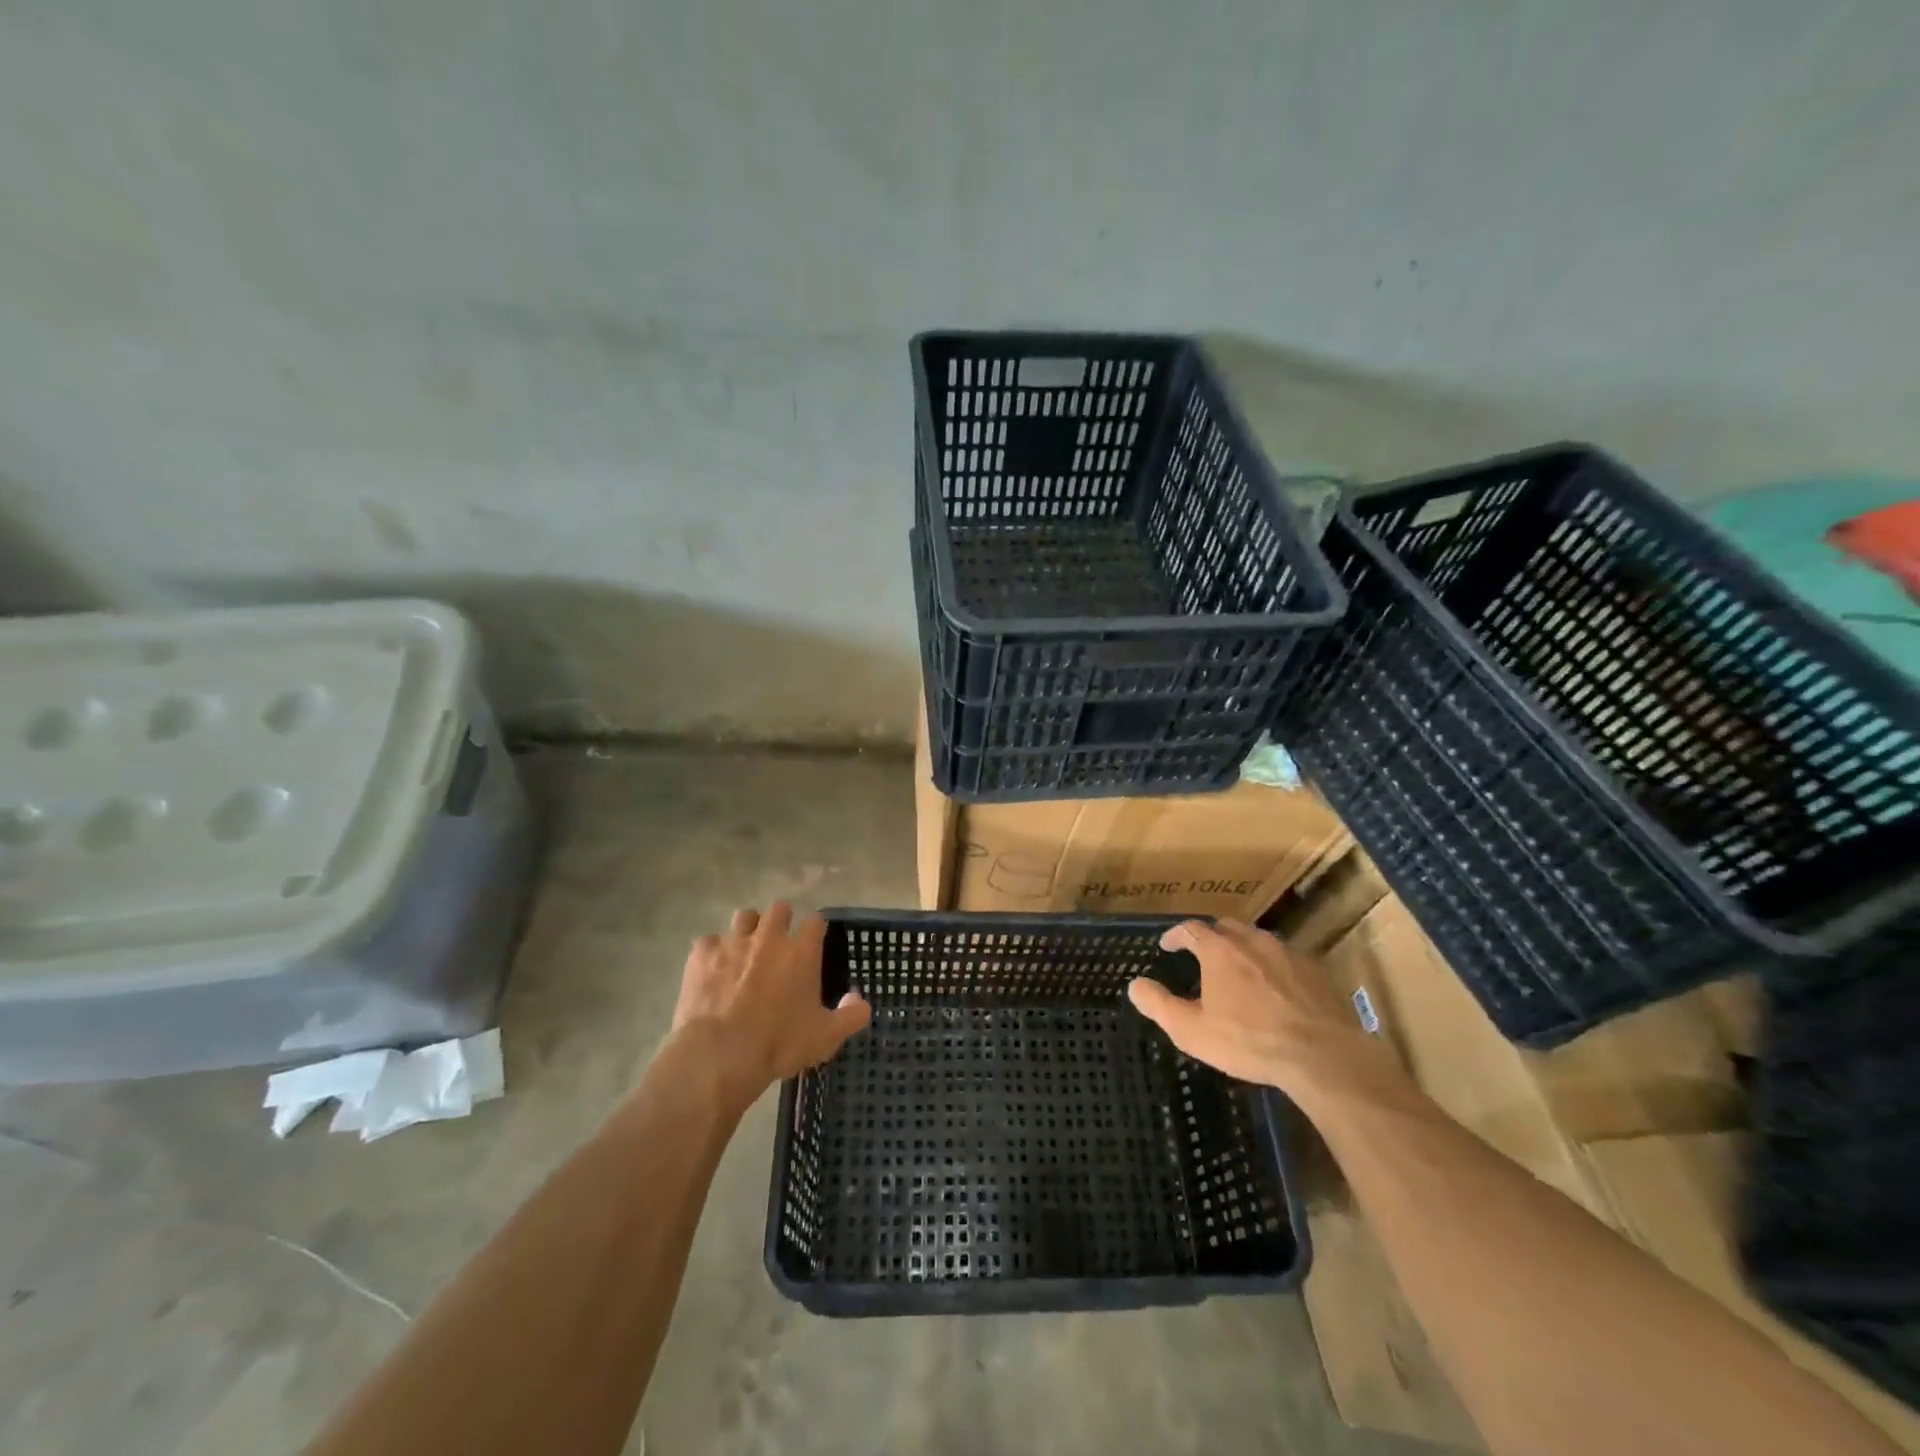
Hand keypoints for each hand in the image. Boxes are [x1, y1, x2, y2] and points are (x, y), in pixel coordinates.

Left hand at [671, 902, 871, 1109]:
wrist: (719, 1054)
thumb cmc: (778, 1044)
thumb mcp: (825, 1038)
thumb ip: (851, 1016)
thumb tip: (861, 1001)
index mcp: (801, 952)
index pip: (815, 921)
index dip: (815, 929)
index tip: (812, 942)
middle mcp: (769, 938)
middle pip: (779, 909)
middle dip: (780, 921)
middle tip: (777, 945)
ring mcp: (733, 942)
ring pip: (744, 916)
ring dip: (748, 929)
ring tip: (745, 951)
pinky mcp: (702, 954)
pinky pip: (709, 941)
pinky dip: (713, 953)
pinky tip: (712, 971)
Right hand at [1126, 919, 1379, 1095]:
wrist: (1322, 1055)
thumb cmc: (1249, 1041)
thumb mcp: (1192, 1030)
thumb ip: (1159, 1005)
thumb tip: (1134, 985)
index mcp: (1219, 951)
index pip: (1190, 929)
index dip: (1176, 936)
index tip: (1167, 946)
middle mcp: (1252, 942)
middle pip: (1227, 927)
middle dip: (1211, 936)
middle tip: (1203, 954)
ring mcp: (1287, 953)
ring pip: (1259, 941)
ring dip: (1244, 949)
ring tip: (1240, 970)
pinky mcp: (1316, 971)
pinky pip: (1287, 959)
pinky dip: (1274, 967)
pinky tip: (1276, 989)